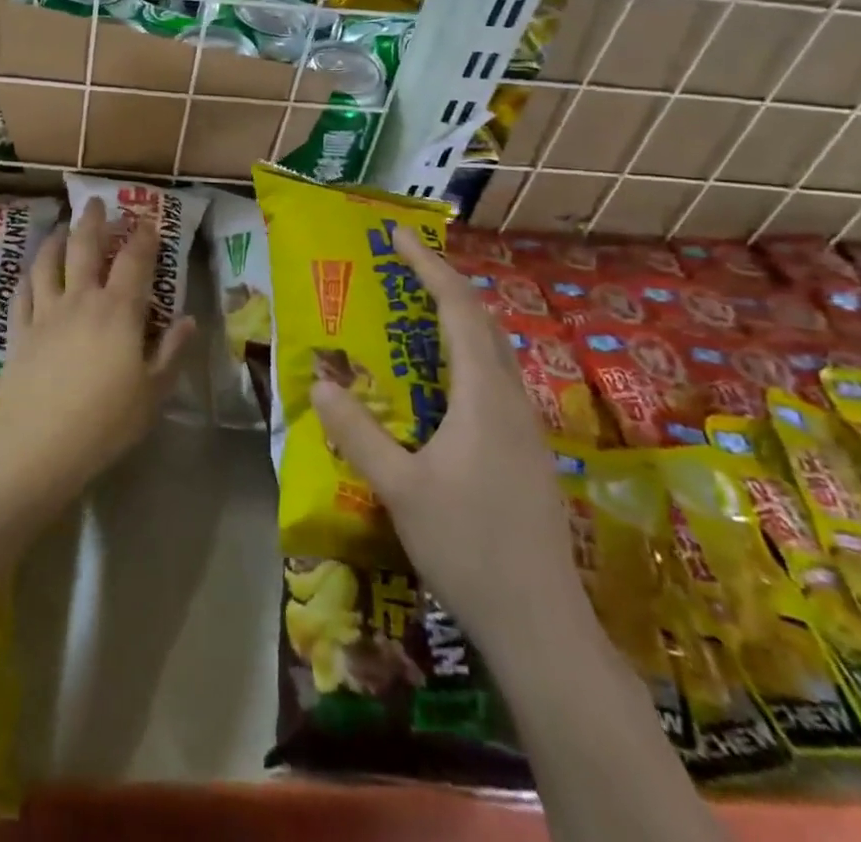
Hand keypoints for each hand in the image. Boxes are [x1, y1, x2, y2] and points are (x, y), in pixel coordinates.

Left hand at [0, 199, 193, 506]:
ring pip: (48, 263)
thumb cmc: (106, 421)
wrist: (39, 444)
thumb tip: (188, 320)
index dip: (143, 237)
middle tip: (96, 202)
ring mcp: (46, 313)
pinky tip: (30, 273)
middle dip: (94, 221)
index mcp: (119, 311)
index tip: (148, 220)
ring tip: (60, 228)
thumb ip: (171, 352)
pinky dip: (29, 277)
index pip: (134, 262)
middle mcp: (81, 300)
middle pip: (85, 248)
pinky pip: (23, 294)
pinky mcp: (20, 331)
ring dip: (56, 239)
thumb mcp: (153, 392)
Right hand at [311, 226, 579, 642]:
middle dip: (443, 283)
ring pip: (492, 352)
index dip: (428, 265)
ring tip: (415, 311)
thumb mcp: (399, 487)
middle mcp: (511, 399)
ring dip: (457, 319)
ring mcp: (525, 428)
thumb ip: (357, 432)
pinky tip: (438, 384)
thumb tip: (319, 382)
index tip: (398, 235)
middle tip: (402, 264)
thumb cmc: (468, 546)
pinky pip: (493, 381)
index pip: (458, 309)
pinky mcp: (525, 453)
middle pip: (481, 321)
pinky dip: (464, 355)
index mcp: (483, 395)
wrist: (541, 625)